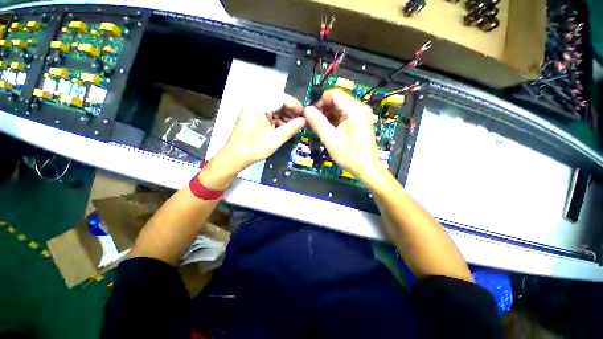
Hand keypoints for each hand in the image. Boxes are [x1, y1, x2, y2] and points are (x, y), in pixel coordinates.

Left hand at [221, 94, 305, 170]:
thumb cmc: (254, 148)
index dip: (295, 105)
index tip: (305, 114)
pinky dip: (279, 121)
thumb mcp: (275, 139)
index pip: (281, 98)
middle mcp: (255, 104)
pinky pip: (270, 115)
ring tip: (296, 126)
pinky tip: (286, 128)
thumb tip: (305, 121)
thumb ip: (291, 129)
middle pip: (278, 102)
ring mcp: (254, 110)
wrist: (235, 157)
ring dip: (286, 117)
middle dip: (291, 112)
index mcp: (258, 105)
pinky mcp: (254, 116)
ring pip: (275, 109)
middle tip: (302, 121)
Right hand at [304, 89, 381, 181]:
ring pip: (338, 108)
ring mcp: (360, 115)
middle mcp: (359, 108)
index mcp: (355, 109)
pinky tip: (325, 129)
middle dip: (323, 109)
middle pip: (336, 100)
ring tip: (316, 127)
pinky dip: (333, 121)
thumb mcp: (330, 139)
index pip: (334, 94)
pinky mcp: (358, 122)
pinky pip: (343, 116)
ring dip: (326, 116)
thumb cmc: (349, 155)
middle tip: (311, 123)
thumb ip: (318, 122)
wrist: (367, 168)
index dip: (320, 102)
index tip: (311, 115)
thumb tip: (307, 109)